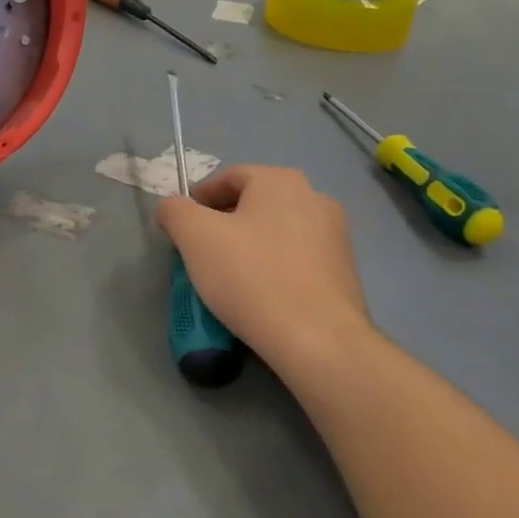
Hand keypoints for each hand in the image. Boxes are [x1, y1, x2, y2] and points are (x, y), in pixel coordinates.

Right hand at [156, 165, 371, 379]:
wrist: (318, 340)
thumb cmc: (251, 277)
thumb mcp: (194, 237)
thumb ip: (175, 211)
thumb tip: (173, 208)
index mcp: (281, 180)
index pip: (228, 177)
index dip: (198, 199)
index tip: (180, 228)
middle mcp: (314, 198)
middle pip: (254, 204)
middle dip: (223, 225)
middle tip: (199, 254)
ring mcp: (335, 235)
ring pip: (276, 233)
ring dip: (248, 248)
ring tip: (227, 279)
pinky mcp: (345, 271)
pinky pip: (296, 260)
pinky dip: (273, 269)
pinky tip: (259, 296)